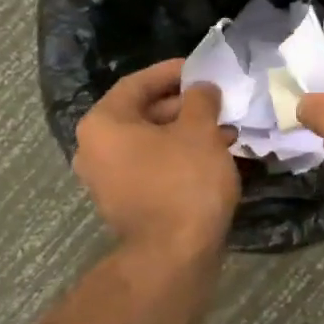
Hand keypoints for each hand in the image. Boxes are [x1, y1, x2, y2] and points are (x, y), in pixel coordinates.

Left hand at [74, 59, 239, 256]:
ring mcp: (109, 180)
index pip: (138, 83)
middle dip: (186, 106)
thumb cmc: (184, 182)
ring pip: (152, 143)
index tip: (203, 70)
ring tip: (227, 132)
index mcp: (104, 124)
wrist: (174, 254)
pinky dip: (181, 157)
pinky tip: (215, 158)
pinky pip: (155, 166)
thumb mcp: (200, 131)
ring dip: (188, 133)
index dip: (173, 73)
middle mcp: (96, 149)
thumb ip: (201, 100)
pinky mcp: (128, 203)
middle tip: (220, 103)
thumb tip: (202, 88)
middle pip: (143, 113)